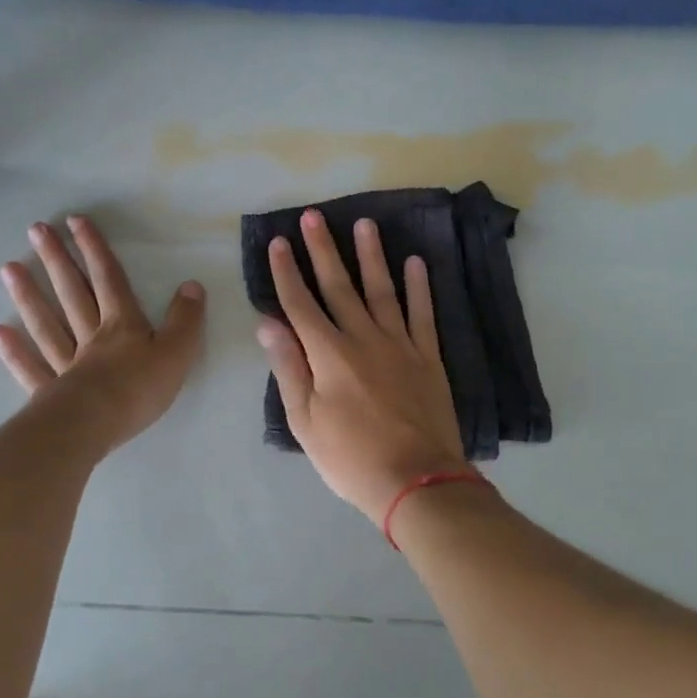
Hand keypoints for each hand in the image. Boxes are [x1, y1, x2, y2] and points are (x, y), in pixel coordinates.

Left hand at [0, 216, 205, 452]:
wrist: (95, 425)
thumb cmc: (138, 389)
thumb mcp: (176, 352)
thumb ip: (185, 320)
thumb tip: (192, 285)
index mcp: (122, 325)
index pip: (109, 279)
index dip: (95, 249)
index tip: (75, 221)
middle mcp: (90, 336)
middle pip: (72, 293)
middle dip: (57, 260)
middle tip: (36, 230)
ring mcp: (66, 364)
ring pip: (46, 323)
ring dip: (29, 295)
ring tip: (8, 268)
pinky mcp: (50, 392)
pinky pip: (31, 367)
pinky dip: (15, 350)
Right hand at [256, 209, 470, 525]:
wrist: (416, 481)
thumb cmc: (350, 457)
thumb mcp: (304, 420)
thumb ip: (288, 367)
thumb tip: (268, 322)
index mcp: (328, 354)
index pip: (300, 304)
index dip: (287, 272)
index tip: (279, 242)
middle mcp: (363, 338)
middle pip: (339, 287)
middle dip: (323, 250)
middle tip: (314, 216)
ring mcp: (400, 345)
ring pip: (382, 290)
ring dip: (372, 256)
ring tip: (365, 223)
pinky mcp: (427, 357)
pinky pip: (423, 314)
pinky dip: (419, 287)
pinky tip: (416, 263)